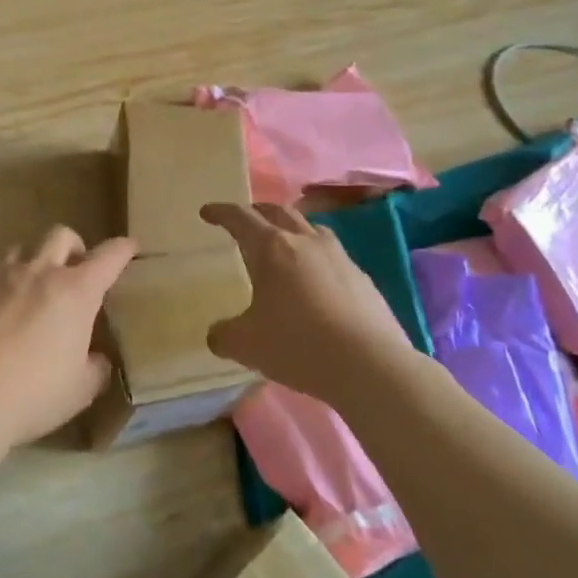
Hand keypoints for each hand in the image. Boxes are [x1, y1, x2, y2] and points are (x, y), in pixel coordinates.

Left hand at [0, 226, 138, 447]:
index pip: (109, 257)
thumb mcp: (79, 391)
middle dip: (73, 247)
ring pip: (22, 248)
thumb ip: (95, 368)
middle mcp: (40, 271)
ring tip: (28, 290)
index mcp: (75, 292)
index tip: (129, 247)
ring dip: (32, 263)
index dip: (122, 249)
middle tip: (72, 272)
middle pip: (61, 235)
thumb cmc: (31, 394)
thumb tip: (97, 359)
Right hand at [199, 203, 418, 404]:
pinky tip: (317, 280)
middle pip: (278, 211)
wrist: (370, 365)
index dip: (221, 212)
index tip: (207, 212)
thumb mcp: (247, 345)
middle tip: (245, 220)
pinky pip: (333, 255)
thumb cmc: (298, 345)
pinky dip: (317, 257)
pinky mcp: (362, 278)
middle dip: (257, 211)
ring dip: (292, 228)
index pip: (240, 218)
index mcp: (271, 248)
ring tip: (284, 242)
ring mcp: (339, 257)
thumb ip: (224, 335)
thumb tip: (216, 334)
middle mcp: (305, 242)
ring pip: (311, 228)